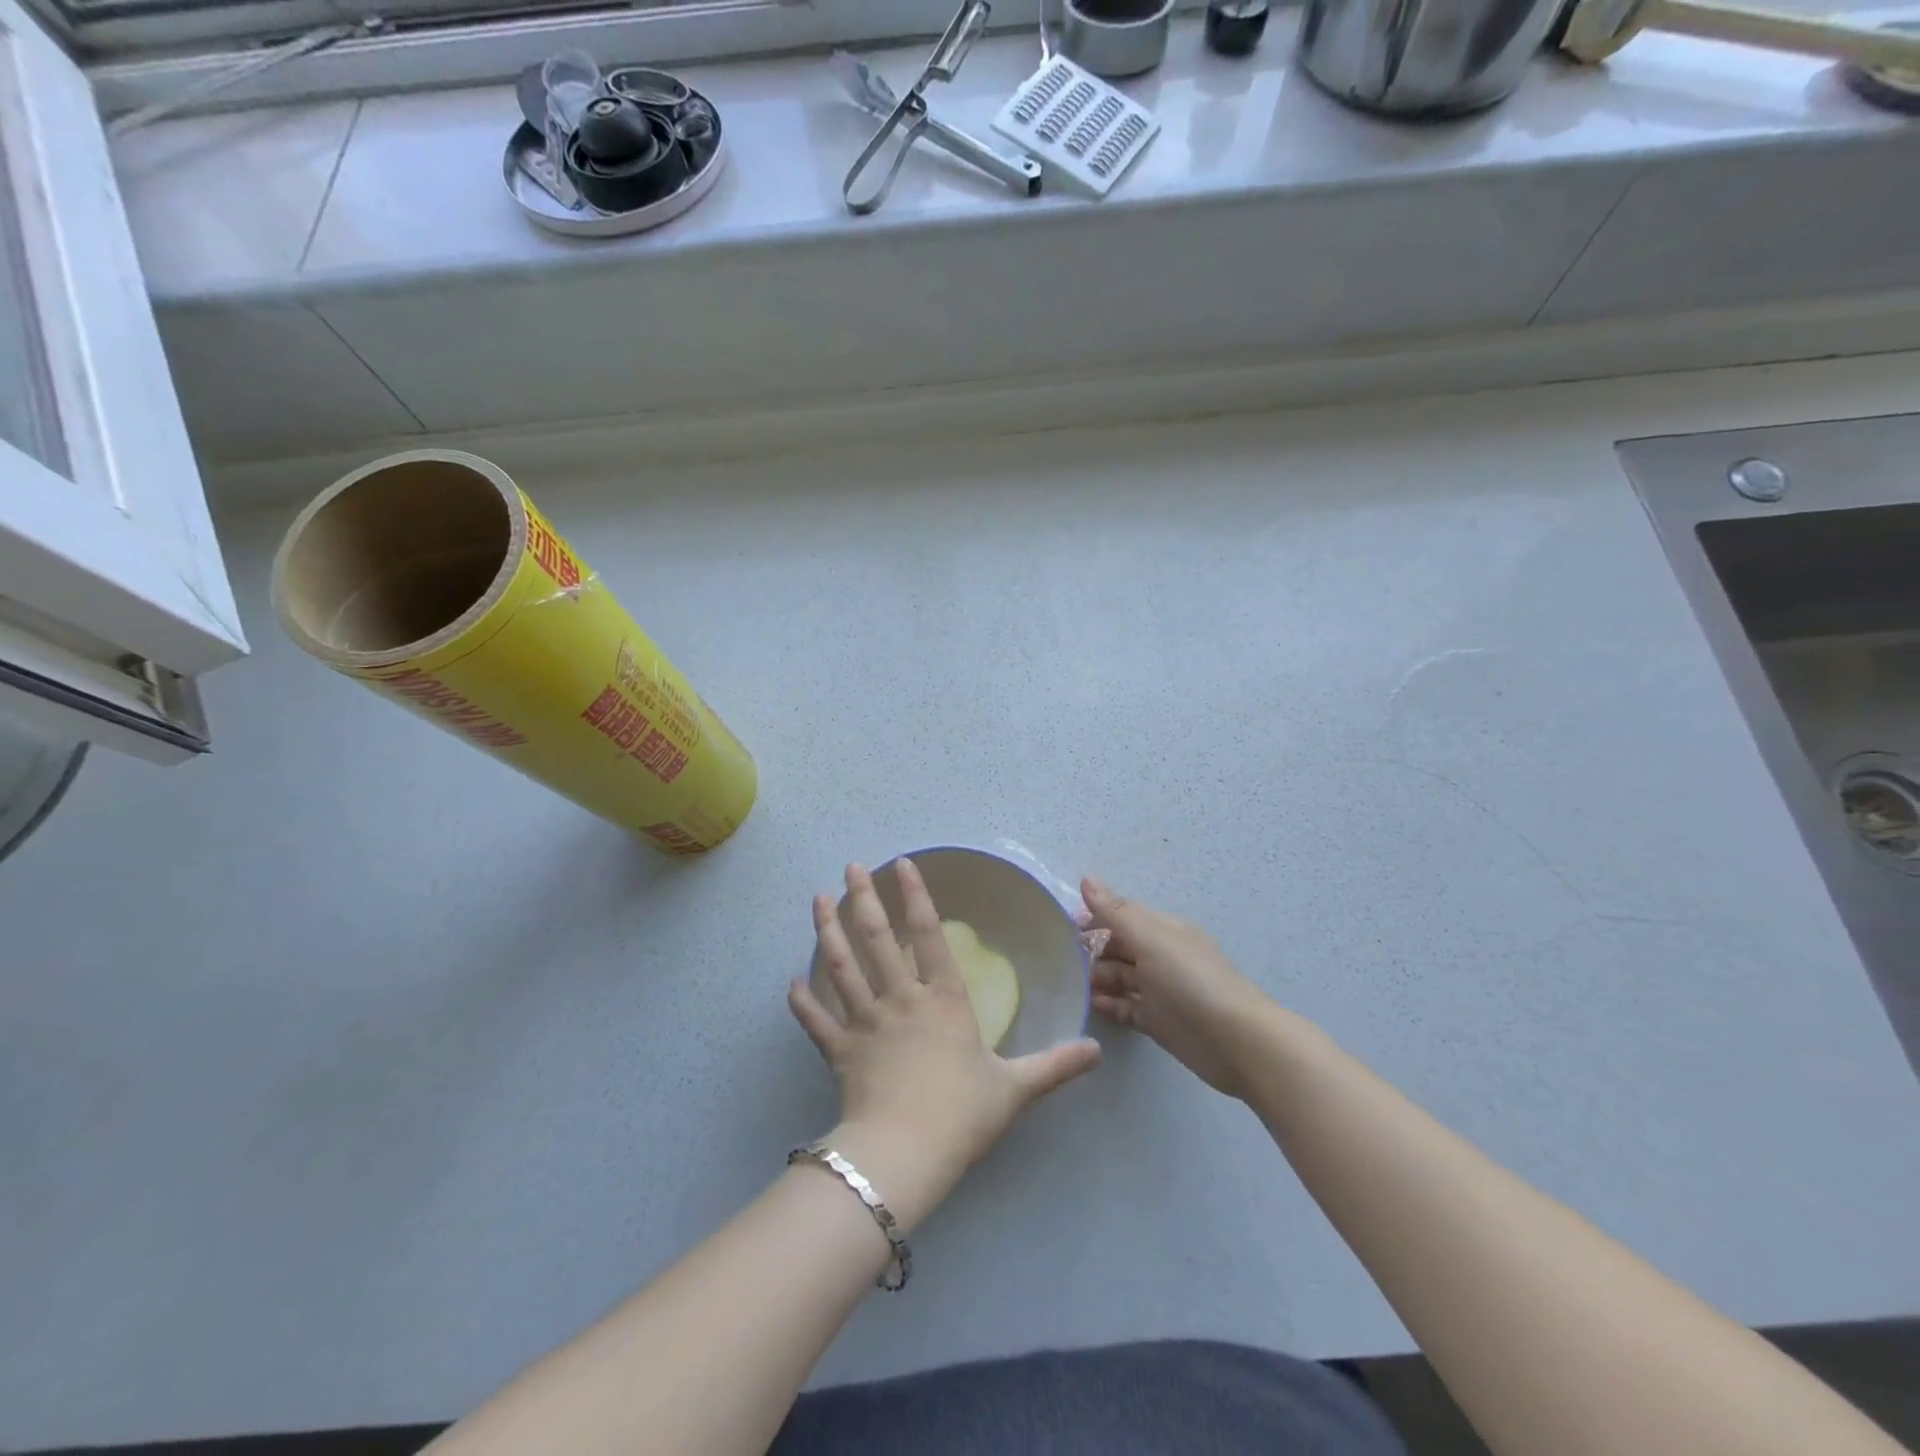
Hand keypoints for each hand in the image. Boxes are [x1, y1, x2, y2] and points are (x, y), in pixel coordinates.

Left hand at [788, 860, 1101, 1232]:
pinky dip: (802, 1001)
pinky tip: (790, 982)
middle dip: (863, 898)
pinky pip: (816, 1020)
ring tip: (818, 899)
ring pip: (841, 967)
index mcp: (942, 1000)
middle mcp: (900, 999)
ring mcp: (864, 1022)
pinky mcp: (839, 1051)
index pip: (928, 935)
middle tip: (851, 867)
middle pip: (877, 939)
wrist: (906, 1153)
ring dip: (827, 931)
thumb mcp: (1016, 1088)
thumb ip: (1055, 1065)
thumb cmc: (962, 1114)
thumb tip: (1097, 1050)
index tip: (902, 864)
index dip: (916, 896)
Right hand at [1083, 877, 1276, 1099]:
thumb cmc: (1191, 982)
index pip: (1122, 915)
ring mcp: (1162, 991)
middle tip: (1062, 962)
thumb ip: (1116, 911)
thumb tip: (1086, 878)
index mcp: (1163, 930)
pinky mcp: (1160, 1022)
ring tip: (1071, 985)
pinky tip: (1090, 1007)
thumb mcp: (1151, 939)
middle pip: (1120, 947)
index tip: (1062, 928)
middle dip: (1092, 950)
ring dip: (1098, 978)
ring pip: (1122, 977)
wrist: (1237, 1043)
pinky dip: (1110, 1005)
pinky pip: (1128, 1008)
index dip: (1093, 917)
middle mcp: (1162, 956)